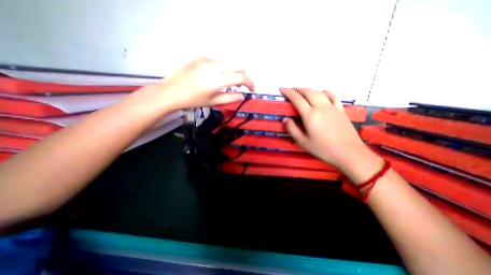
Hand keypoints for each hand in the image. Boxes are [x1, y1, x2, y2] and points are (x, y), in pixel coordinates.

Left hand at [144, 57, 252, 110]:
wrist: (171, 91)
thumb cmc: (193, 100)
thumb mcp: (213, 102)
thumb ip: (230, 99)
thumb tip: (243, 96)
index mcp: (217, 80)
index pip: (241, 77)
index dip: (250, 83)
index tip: (252, 90)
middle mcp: (214, 66)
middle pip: (238, 66)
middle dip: (244, 76)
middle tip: (242, 86)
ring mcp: (207, 59)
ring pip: (230, 61)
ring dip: (236, 70)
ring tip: (232, 81)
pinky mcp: (201, 57)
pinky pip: (220, 60)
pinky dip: (226, 67)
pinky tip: (221, 75)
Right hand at [280, 87, 378, 172]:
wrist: (349, 153)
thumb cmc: (323, 149)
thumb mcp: (303, 142)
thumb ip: (292, 129)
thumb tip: (285, 119)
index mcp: (310, 115)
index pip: (297, 99)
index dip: (288, 92)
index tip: (282, 89)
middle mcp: (321, 107)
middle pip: (308, 92)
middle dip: (298, 89)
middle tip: (292, 91)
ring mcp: (332, 107)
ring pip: (319, 92)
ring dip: (309, 90)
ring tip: (303, 93)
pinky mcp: (341, 109)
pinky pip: (332, 96)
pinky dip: (324, 92)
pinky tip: (322, 94)